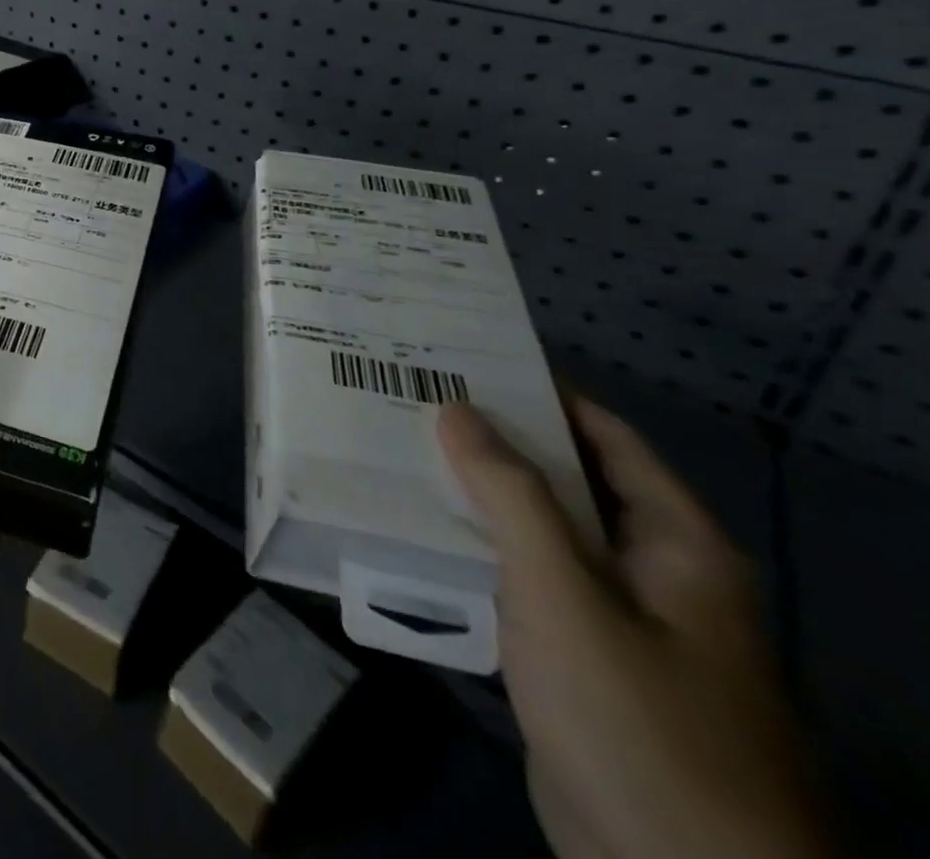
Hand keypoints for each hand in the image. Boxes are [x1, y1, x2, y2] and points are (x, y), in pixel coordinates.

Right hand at [439, 401, 832, 858]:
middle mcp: (650, 572)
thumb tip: (456, 407)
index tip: (464, 358)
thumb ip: (510, 494)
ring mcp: (612, 620)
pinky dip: (475, 551)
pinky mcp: (574, 659)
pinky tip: (415, 531)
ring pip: (536, 533)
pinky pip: (520, 583)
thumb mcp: (563, 591)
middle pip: (566, 482)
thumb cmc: (634, 715)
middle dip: (492, 441)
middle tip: (411, 398)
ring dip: (475, 497)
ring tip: (398, 450)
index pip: (603, 436)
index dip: (539, 392)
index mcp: (674, 544)